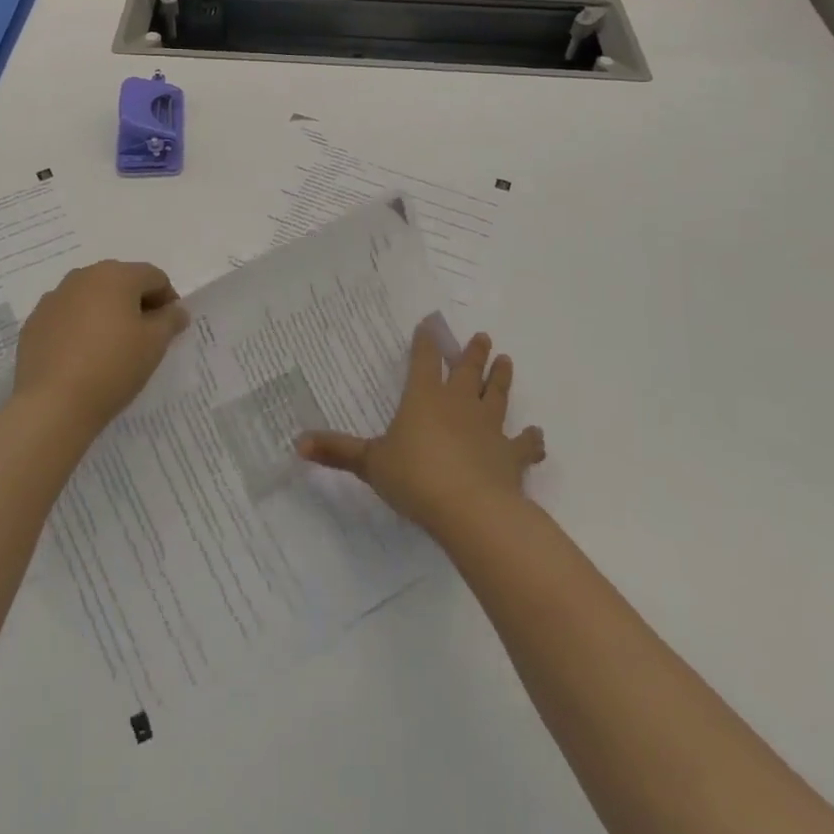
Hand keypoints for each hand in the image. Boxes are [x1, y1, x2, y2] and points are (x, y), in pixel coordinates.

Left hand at [11, 260, 189, 439]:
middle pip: (121, 282)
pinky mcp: (34, 323)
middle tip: (144, 338)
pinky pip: (67, 317)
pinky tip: (83, 357)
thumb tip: (176, 310)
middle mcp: (82, 277)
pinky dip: (80, 328)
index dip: (168, 300)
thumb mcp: (155, 344)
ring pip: (91, 298)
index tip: (170, 329)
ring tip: (112, 348)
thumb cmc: (113, 366)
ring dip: (107, 314)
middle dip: (136, 304)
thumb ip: (171, 319)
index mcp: (116, 275)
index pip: (154, 277)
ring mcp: (53, 299)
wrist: (53, 404)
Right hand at [296, 325, 544, 535]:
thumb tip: (296, 442)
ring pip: (496, 396)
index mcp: (424, 398)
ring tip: (506, 361)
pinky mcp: (511, 456)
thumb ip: (337, 451)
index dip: (426, 342)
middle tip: (482, 337)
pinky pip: (524, 444)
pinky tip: (537, 436)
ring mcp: (489, 428)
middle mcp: (459, 404)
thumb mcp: (370, 464)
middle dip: (472, 353)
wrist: (470, 509)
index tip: (430, 323)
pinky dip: (531, 440)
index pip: (425, 360)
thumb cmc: (415, 478)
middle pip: (467, 371)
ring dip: (501, 379)